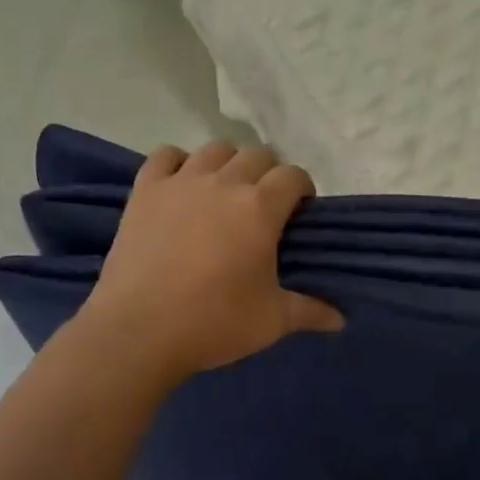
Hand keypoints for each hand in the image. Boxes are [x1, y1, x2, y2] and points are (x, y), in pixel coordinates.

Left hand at [79, 141, 342, 380]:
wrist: (138, 330)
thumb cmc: (213, 322)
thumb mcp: (271, 321)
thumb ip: (310, 311)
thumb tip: (341, 319)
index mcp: (260, 207)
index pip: (294, 175)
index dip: (301, 188)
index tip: (298, 211)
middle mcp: (224, 182)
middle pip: (257, 154)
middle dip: (268, 174)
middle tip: (263, 207)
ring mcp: (182, 181)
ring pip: (215, 149)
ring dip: (228, 163)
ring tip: (224, 192)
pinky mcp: (146, 190)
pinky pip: (166, 155)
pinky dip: (178, 162)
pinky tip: (181, 185)